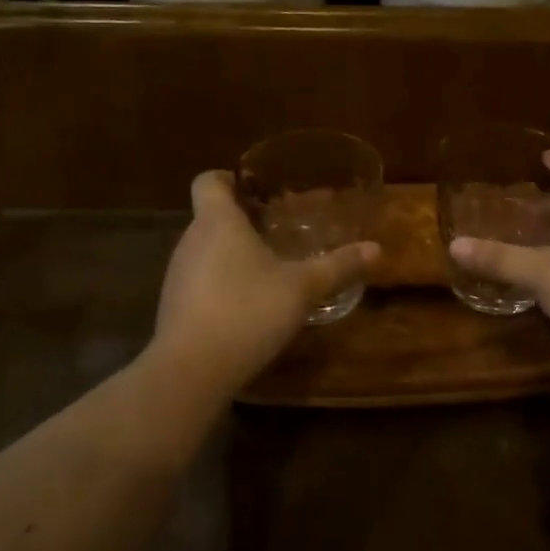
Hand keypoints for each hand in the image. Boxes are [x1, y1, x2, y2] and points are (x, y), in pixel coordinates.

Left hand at [146, 170, 378, 401]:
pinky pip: (198, 280)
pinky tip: (246, 305)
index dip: (228, 178)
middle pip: (209, 216)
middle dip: (240, 219)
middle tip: (276, 229)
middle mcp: (191, 240)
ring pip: (204, 250)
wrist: (191, 371)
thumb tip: (376, 249)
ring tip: (266, 267)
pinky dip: (219, 283)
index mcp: (218, 221)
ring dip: (229, 253)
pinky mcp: (173, 307)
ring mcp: (177, 275)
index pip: (208, 181)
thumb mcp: (303, 288)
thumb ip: (338, 266)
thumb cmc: (248, 311)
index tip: (255, 189)